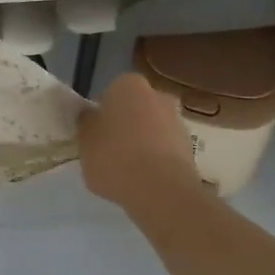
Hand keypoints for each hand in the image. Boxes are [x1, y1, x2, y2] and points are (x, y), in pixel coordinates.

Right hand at [78, 72, 202, 209]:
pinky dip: (156, 160)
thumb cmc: (115, 157)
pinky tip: (145, 180)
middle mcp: (156, 94)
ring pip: (151, 129)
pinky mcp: (190, 146)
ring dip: (142, 143)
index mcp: (128, 84)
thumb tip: (91, 116)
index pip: (109, 94)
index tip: (95, 135)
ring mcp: (177, 120)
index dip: (101, 115)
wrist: (161, 190)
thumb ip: (87, 124)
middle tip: (109, 151)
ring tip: (128, 171)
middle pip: (134, 109)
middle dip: (125, 126)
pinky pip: (165, 149)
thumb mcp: (84, 141)